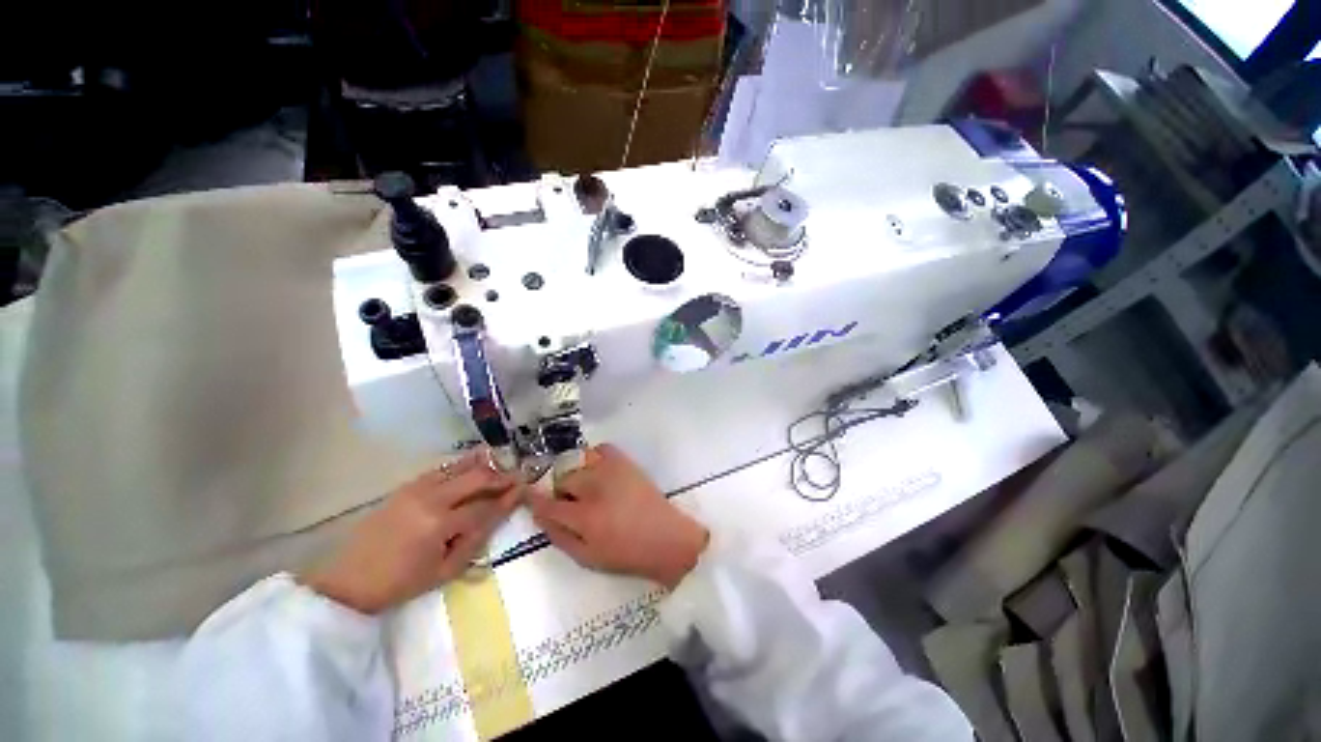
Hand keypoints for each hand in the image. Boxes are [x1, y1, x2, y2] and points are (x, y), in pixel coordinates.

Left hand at [301, 449, 520, 613]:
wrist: (349, 580)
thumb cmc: (400, 583)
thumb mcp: (446, 571)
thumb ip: (476, 539)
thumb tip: (499, 512)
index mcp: (440, 524)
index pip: (485, 505)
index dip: (508, 497)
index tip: (525, 489)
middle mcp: (431, 498)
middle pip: (476, 477)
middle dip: (501, 476)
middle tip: (517, 476)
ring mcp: (416, 488)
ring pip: (460, 467)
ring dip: (484, 465)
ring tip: (501, 465)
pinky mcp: (406, 486)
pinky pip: (442, 469)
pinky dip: (462, 465)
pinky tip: (474, 462)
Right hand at [529, 444, 708, 587]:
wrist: (666, 538)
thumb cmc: (627, 554)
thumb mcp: (587, 557)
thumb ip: (559, 536)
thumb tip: (539, 516)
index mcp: (585, 517)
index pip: (548, 504)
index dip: (535, 500)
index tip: (528, 496)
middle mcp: (596, 488)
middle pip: (564, 480)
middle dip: (564, 492)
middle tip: (576, 504)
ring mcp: (612, 470)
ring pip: (580, 463)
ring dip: (579, 476)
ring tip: (591, 489)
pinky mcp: (626, 462)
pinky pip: (602, 448)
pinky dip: (596, 457)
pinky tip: (602, 473)